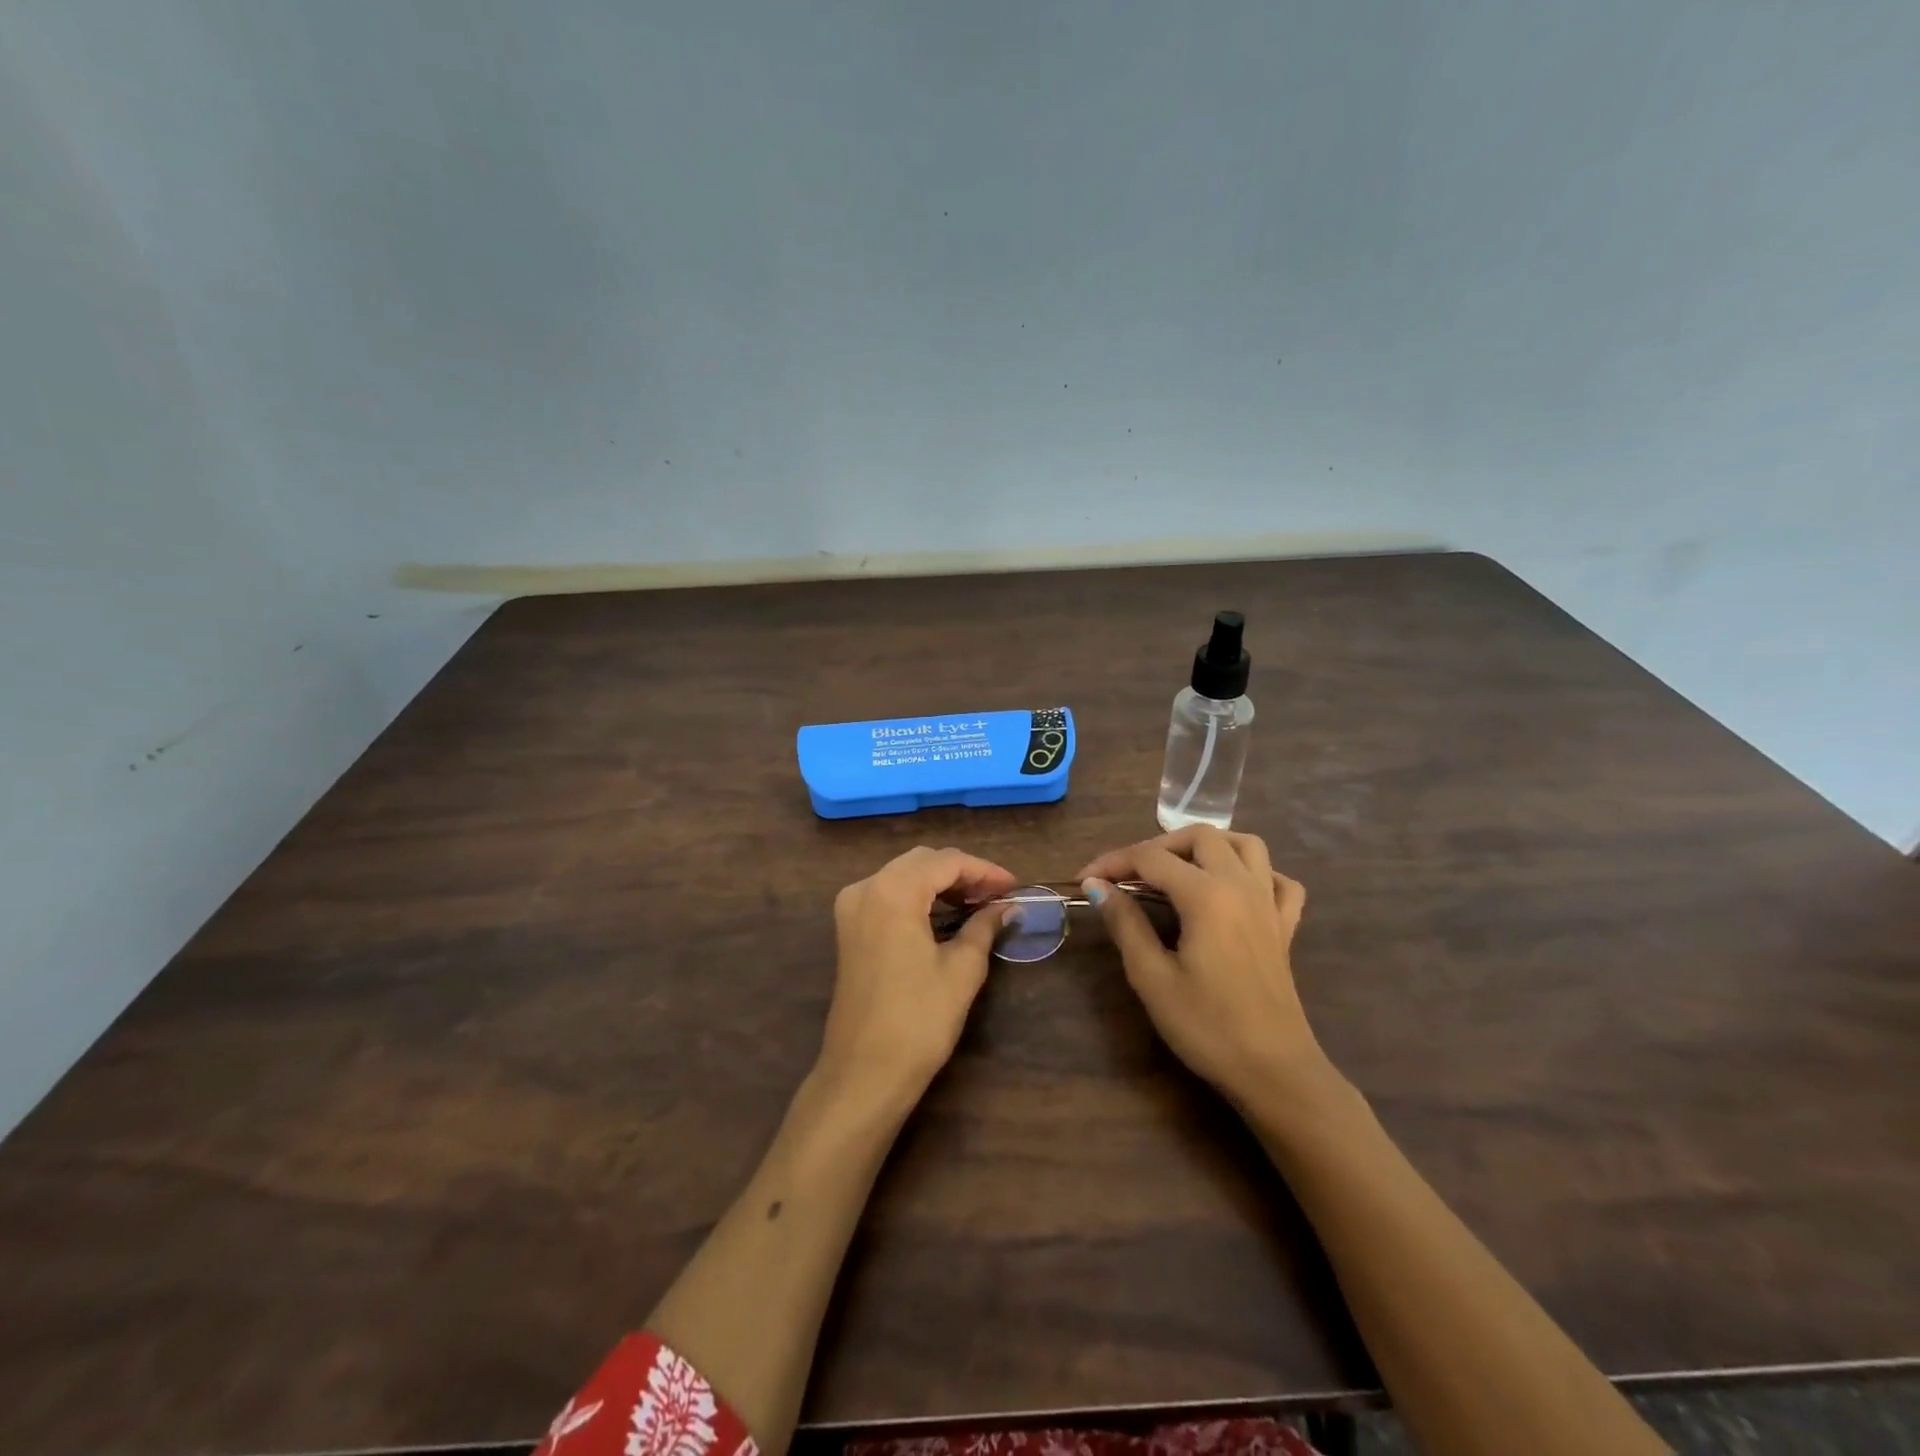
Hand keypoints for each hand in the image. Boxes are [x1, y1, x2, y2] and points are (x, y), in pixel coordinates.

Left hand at [818, 845, 1016, 1112]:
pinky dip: (919, 897)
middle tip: (998, 895)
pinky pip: (888, 894)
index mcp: (893, 891)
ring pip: (904, 875)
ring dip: (941, 883)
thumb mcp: (961, 969)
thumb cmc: (919, 1020)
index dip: (984, 870)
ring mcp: (852, 907)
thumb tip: (1007, 906)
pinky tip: (946, 914)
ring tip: (978, 904)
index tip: (1014, 886)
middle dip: (962, 873)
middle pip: (922, 862)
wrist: (865, 1072)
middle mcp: (866, 888)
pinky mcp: (849, 928)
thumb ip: (984, 926)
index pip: (946, 862)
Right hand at [1077, 827, 1326, 1107]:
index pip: (1150, 858)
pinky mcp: (1284, 927)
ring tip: (1179, 869)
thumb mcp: (1152, 977)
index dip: (1112, 862)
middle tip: (1129, 875)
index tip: (1084, 880)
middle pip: (1200, 836)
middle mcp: (1241, 886)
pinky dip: (1256, 873)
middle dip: (1158, 846)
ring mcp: (1269, 904)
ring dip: (1209, 846)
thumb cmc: (1206, 1027)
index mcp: (1206, 895)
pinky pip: (1278, 881)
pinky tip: (1235, 891)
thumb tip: (1098, 886)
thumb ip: (1125, 924)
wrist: (1273, 1072)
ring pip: (1246, 845)